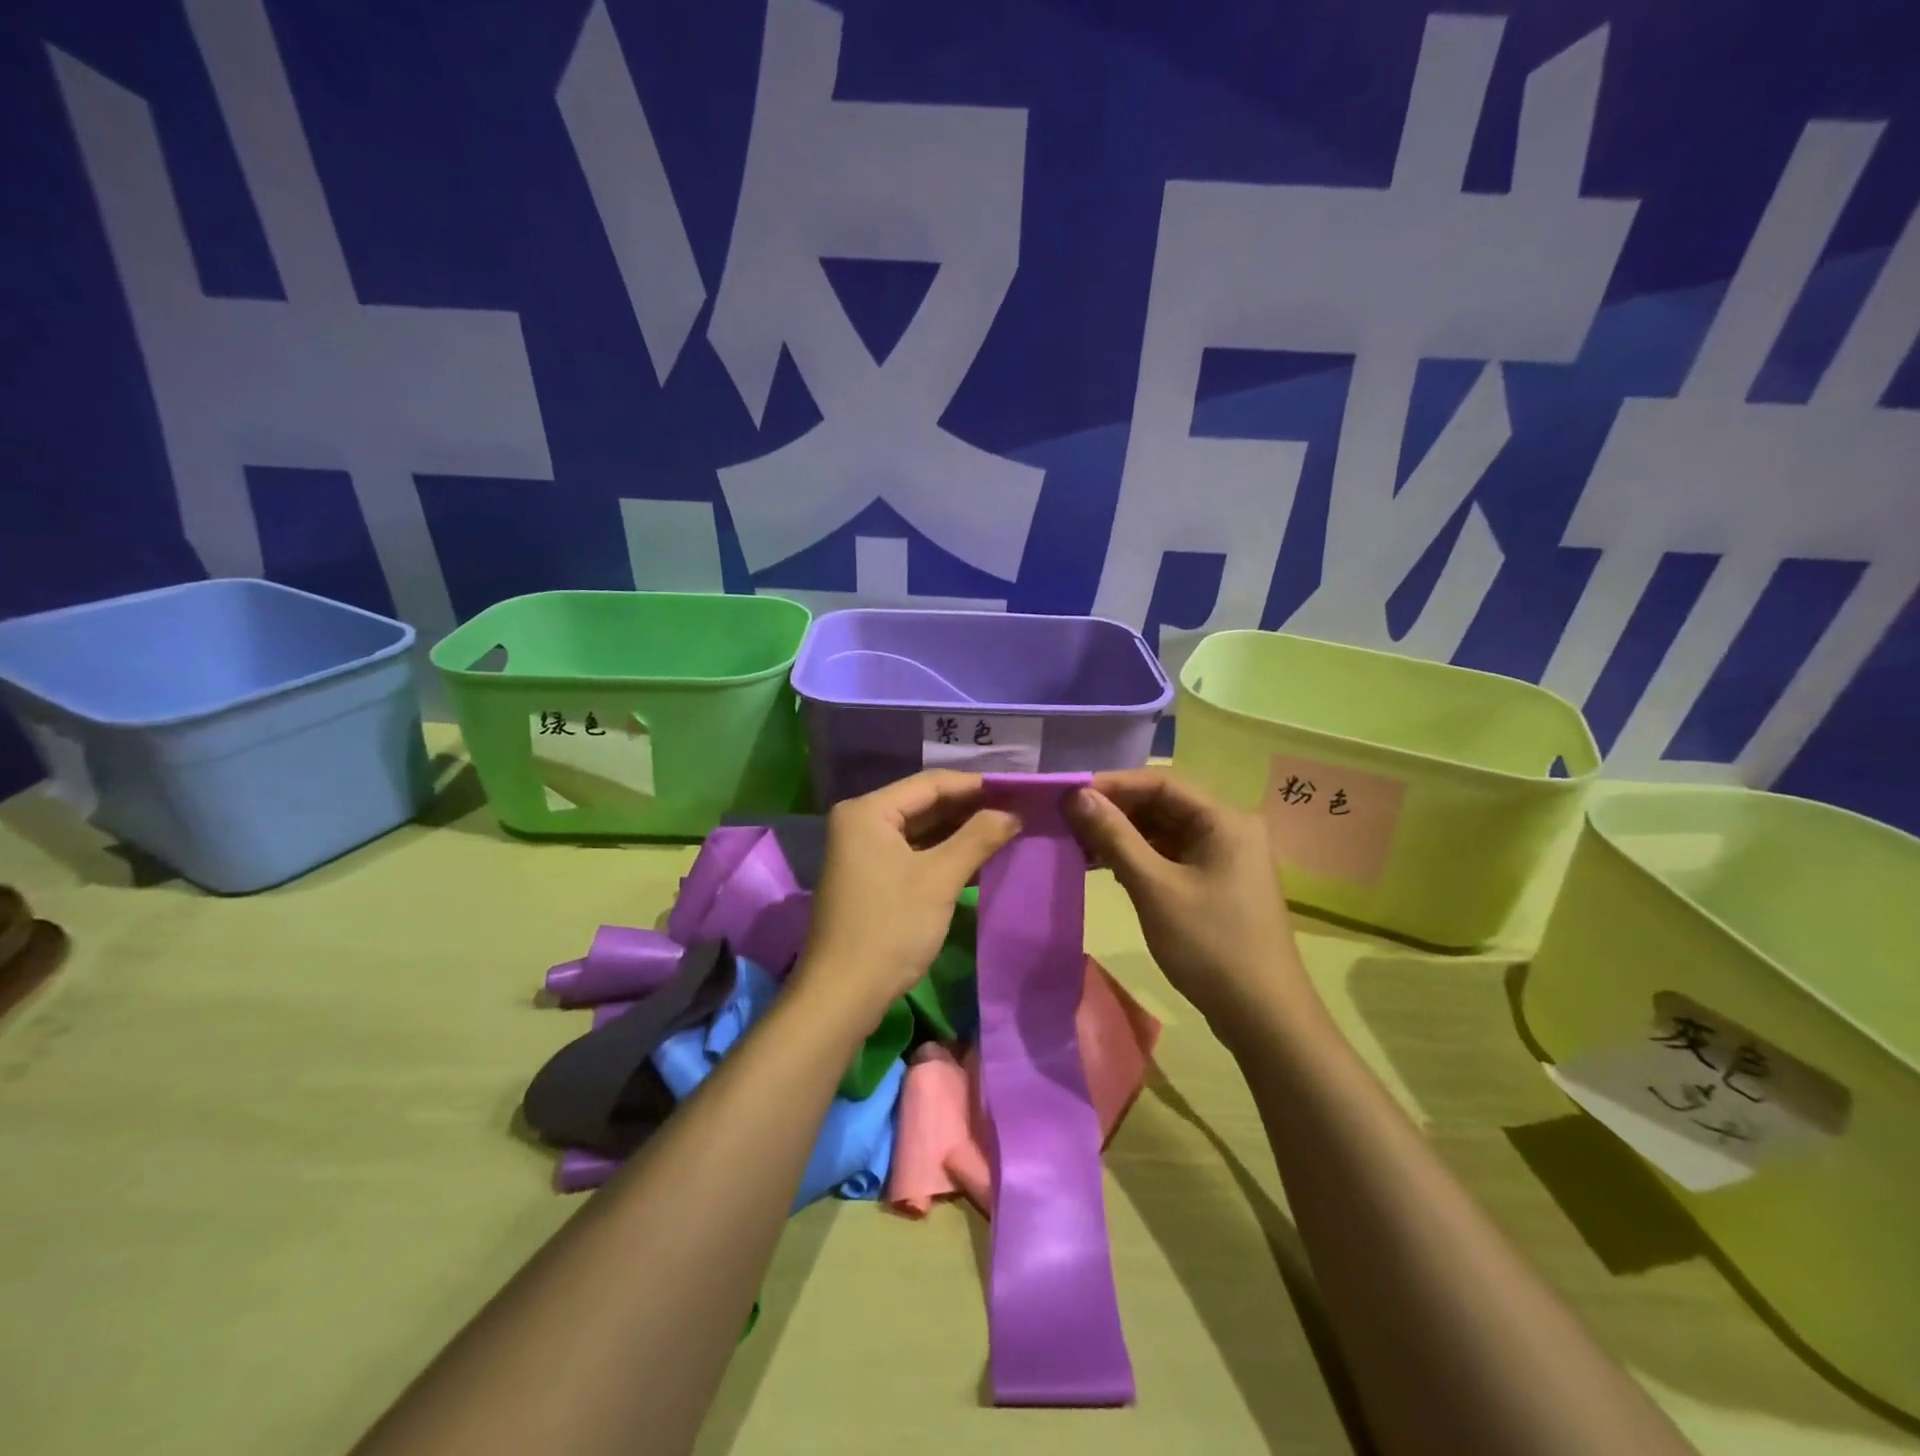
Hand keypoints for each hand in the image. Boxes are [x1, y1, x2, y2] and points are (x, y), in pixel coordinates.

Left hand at [796, 771, 1020, 1026]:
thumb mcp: (940, 878)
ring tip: (1005, 831)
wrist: (842, 995)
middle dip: (970, 809)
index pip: (931, 783)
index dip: (977, 785)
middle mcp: (860, 822)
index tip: (1018, 790)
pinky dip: (942, 854)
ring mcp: (861, 851)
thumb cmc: (890, 928)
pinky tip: (977, 858)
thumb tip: (1013, 813)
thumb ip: (978, 838)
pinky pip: (911, 853)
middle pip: (924, 804)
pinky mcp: (869, 877)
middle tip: (1017, 810)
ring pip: (919, 830)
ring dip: (959, 832)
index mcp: (868, 811)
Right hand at [1067, 768, 1304, 1024]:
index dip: (1114, 784)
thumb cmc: (1209, 945)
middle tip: (1069, 820)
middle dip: (1116, 811)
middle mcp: (1230, 829)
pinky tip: (1107, 868)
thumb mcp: (1155, 887)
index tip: (1071, 794)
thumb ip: (1115, 837)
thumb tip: (1078, 796)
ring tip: (1080, 845)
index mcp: (1226, 820)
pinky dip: (1141, 858)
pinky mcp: (1217, 883)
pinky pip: (1173, 856)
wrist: (1263, 1016)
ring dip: (1125, 836)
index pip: (1162, 782)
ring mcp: (1226, 858)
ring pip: (1166, 831)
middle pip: (1164, 805)